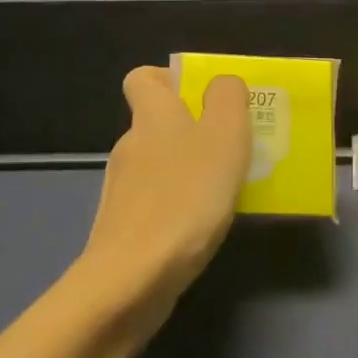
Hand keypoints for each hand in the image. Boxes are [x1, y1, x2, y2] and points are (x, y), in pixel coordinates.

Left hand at [82, 66, 250, 301]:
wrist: (133, 279)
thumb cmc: (186, 196)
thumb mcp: (224, 134)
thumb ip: (227, 97)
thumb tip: (223, 84)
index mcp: (152, 114)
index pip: (143, 77)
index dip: (170, 79)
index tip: (204, 97)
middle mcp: (131, 144)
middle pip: (158, 123)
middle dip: (194, 129)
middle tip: (234, 145)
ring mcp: (123, 189)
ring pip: (160, 164)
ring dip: (190, 169)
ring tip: (228, 189)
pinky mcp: (124, 227)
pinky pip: (158, 201)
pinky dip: (180, 205)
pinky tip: (204, 225)